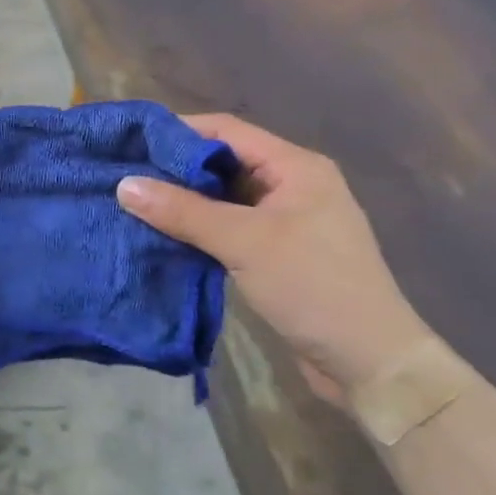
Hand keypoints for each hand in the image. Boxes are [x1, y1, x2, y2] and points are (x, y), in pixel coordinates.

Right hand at [116, 113, 430, 391]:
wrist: (371, 364)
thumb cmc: (313, 287)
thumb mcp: (244, 243)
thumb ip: (183, 211)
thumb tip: (124, 184)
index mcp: (296, 166)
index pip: (226, 130)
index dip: (178, 131)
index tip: (132, 141)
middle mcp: (293, 184)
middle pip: (224, 160)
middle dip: (176, 167)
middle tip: (126, 173)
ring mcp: (288, 219)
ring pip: (225, 196)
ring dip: (186, 200)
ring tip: (136, 202)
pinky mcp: (280, 251)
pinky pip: (231, 225)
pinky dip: (200, 227)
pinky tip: (166, 234)